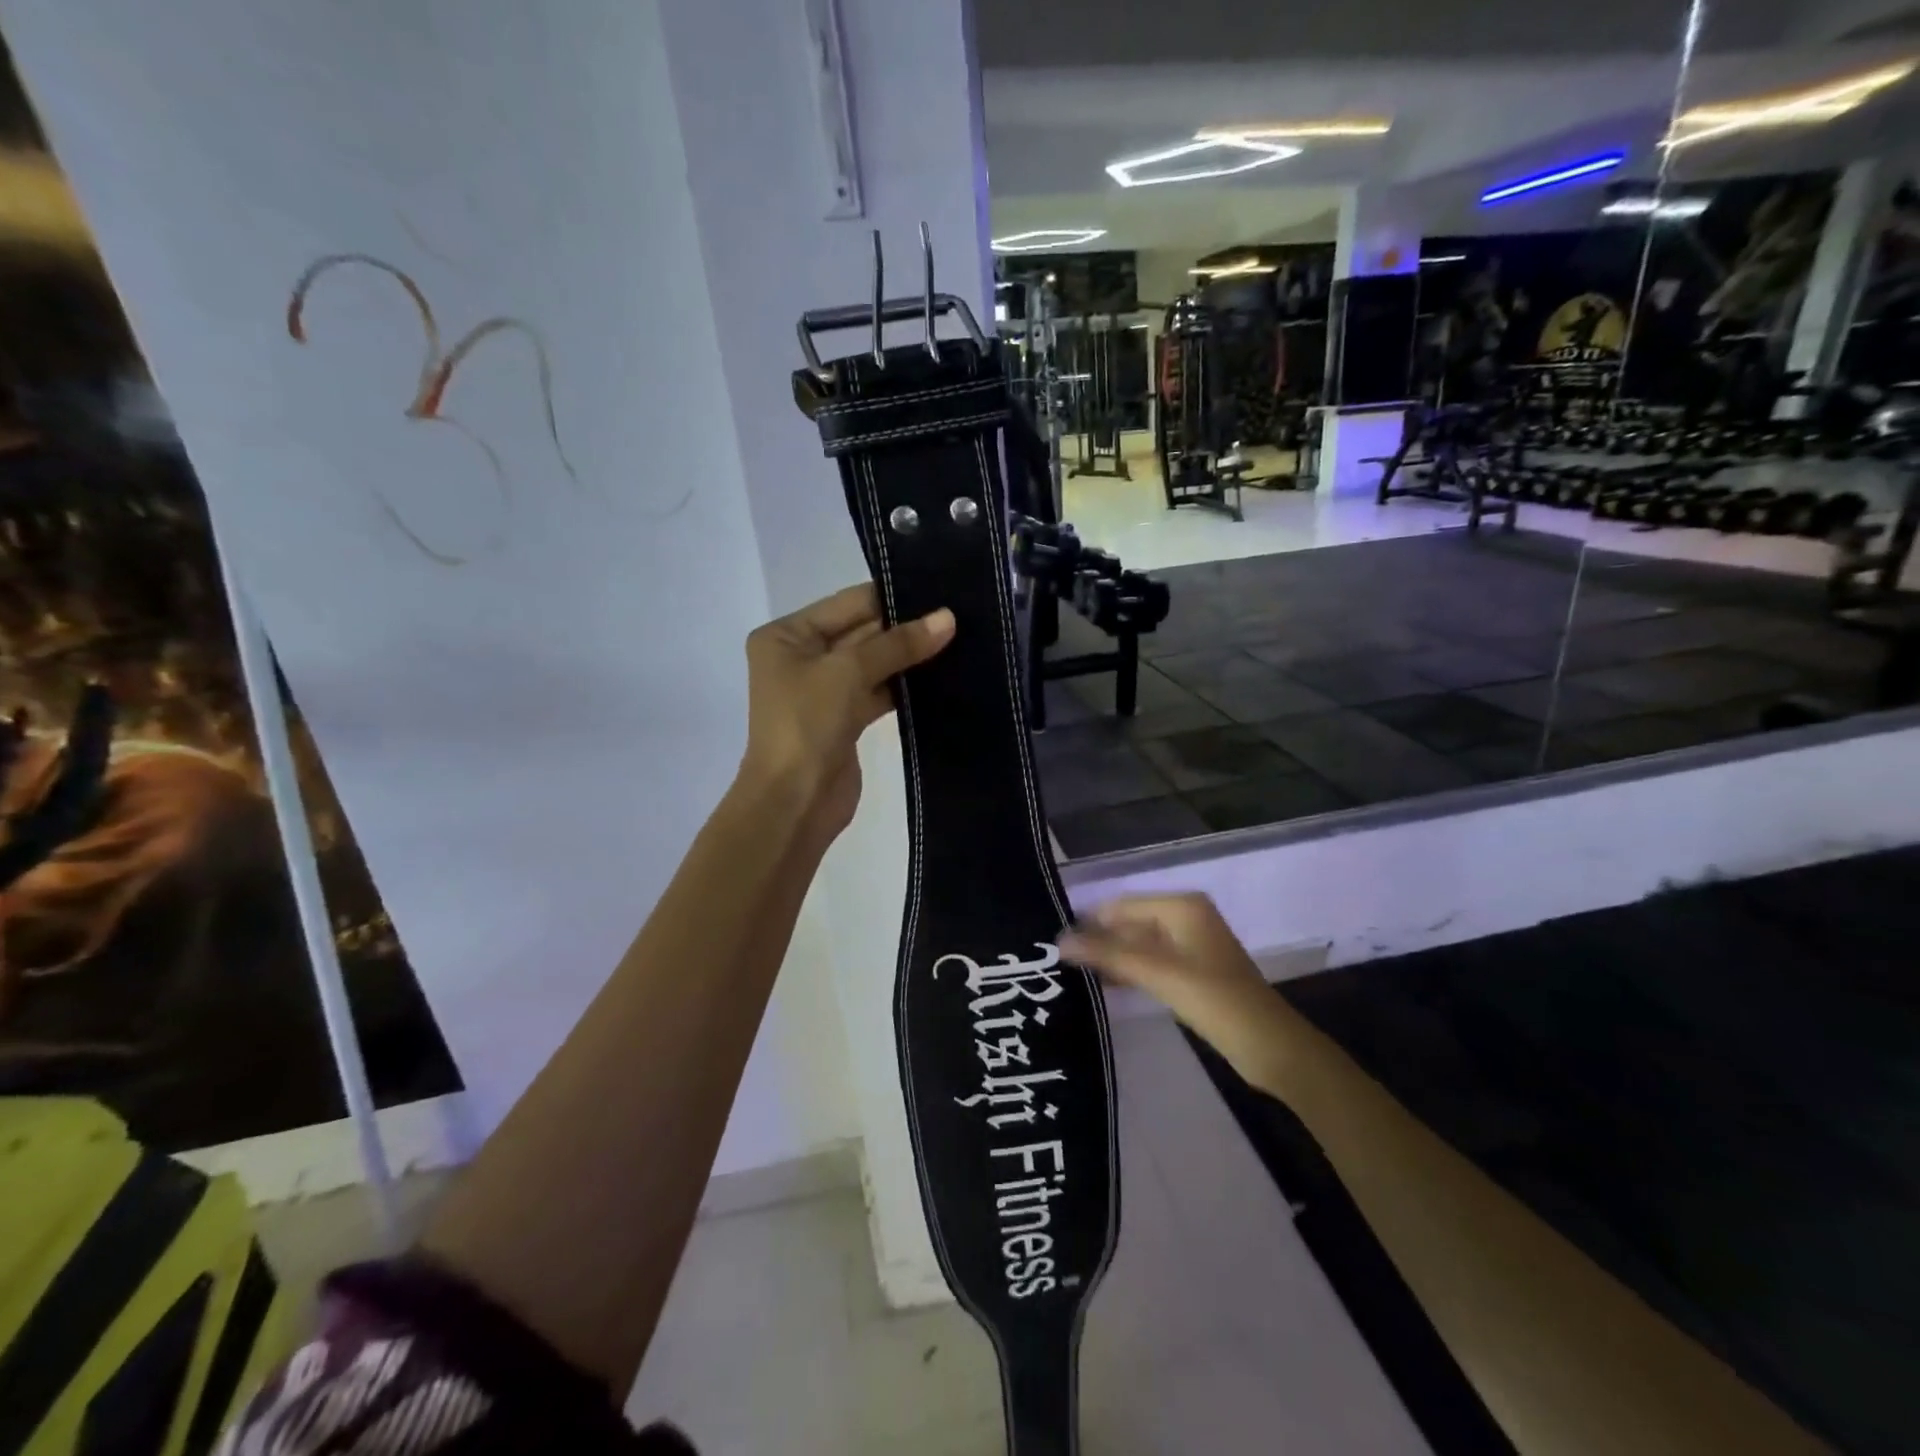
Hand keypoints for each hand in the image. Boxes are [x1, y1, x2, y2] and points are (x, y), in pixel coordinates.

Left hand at [738, 583, 953, 840]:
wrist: (794, 802)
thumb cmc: (807, 725)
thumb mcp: (849, 672)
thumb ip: (898, 644)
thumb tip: (947, 618)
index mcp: (787, 635)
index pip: (848, 603)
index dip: (893, 597)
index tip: (941, 591)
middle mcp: (802, 657)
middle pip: (862, 631)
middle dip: (905, 627)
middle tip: (958, 616)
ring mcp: (823, 691)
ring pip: (873, 663)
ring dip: (909, 658)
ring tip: (960, 640)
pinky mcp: (844, 720)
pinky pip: (878, 691)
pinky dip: (905, 686)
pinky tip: (942, 676)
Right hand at [1060, 893, 1273, 1058]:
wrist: (1270, 1046)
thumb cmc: (1215, 1000)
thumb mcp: (1158, 973)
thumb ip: (1108, 954)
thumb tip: (1059, 941)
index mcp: (1181, 906)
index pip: (1121, 905)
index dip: (1088, 922)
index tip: (1051, 943)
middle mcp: (1185, 917)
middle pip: (1129, 923)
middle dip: (1098, 941)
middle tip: (1056, 962)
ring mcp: (1190, 945)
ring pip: (1137, 945)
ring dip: (1110, 958)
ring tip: (1070, 975)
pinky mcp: (1192, 971)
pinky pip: (1150, 963)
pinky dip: (1128, 971)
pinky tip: (1102, 986)